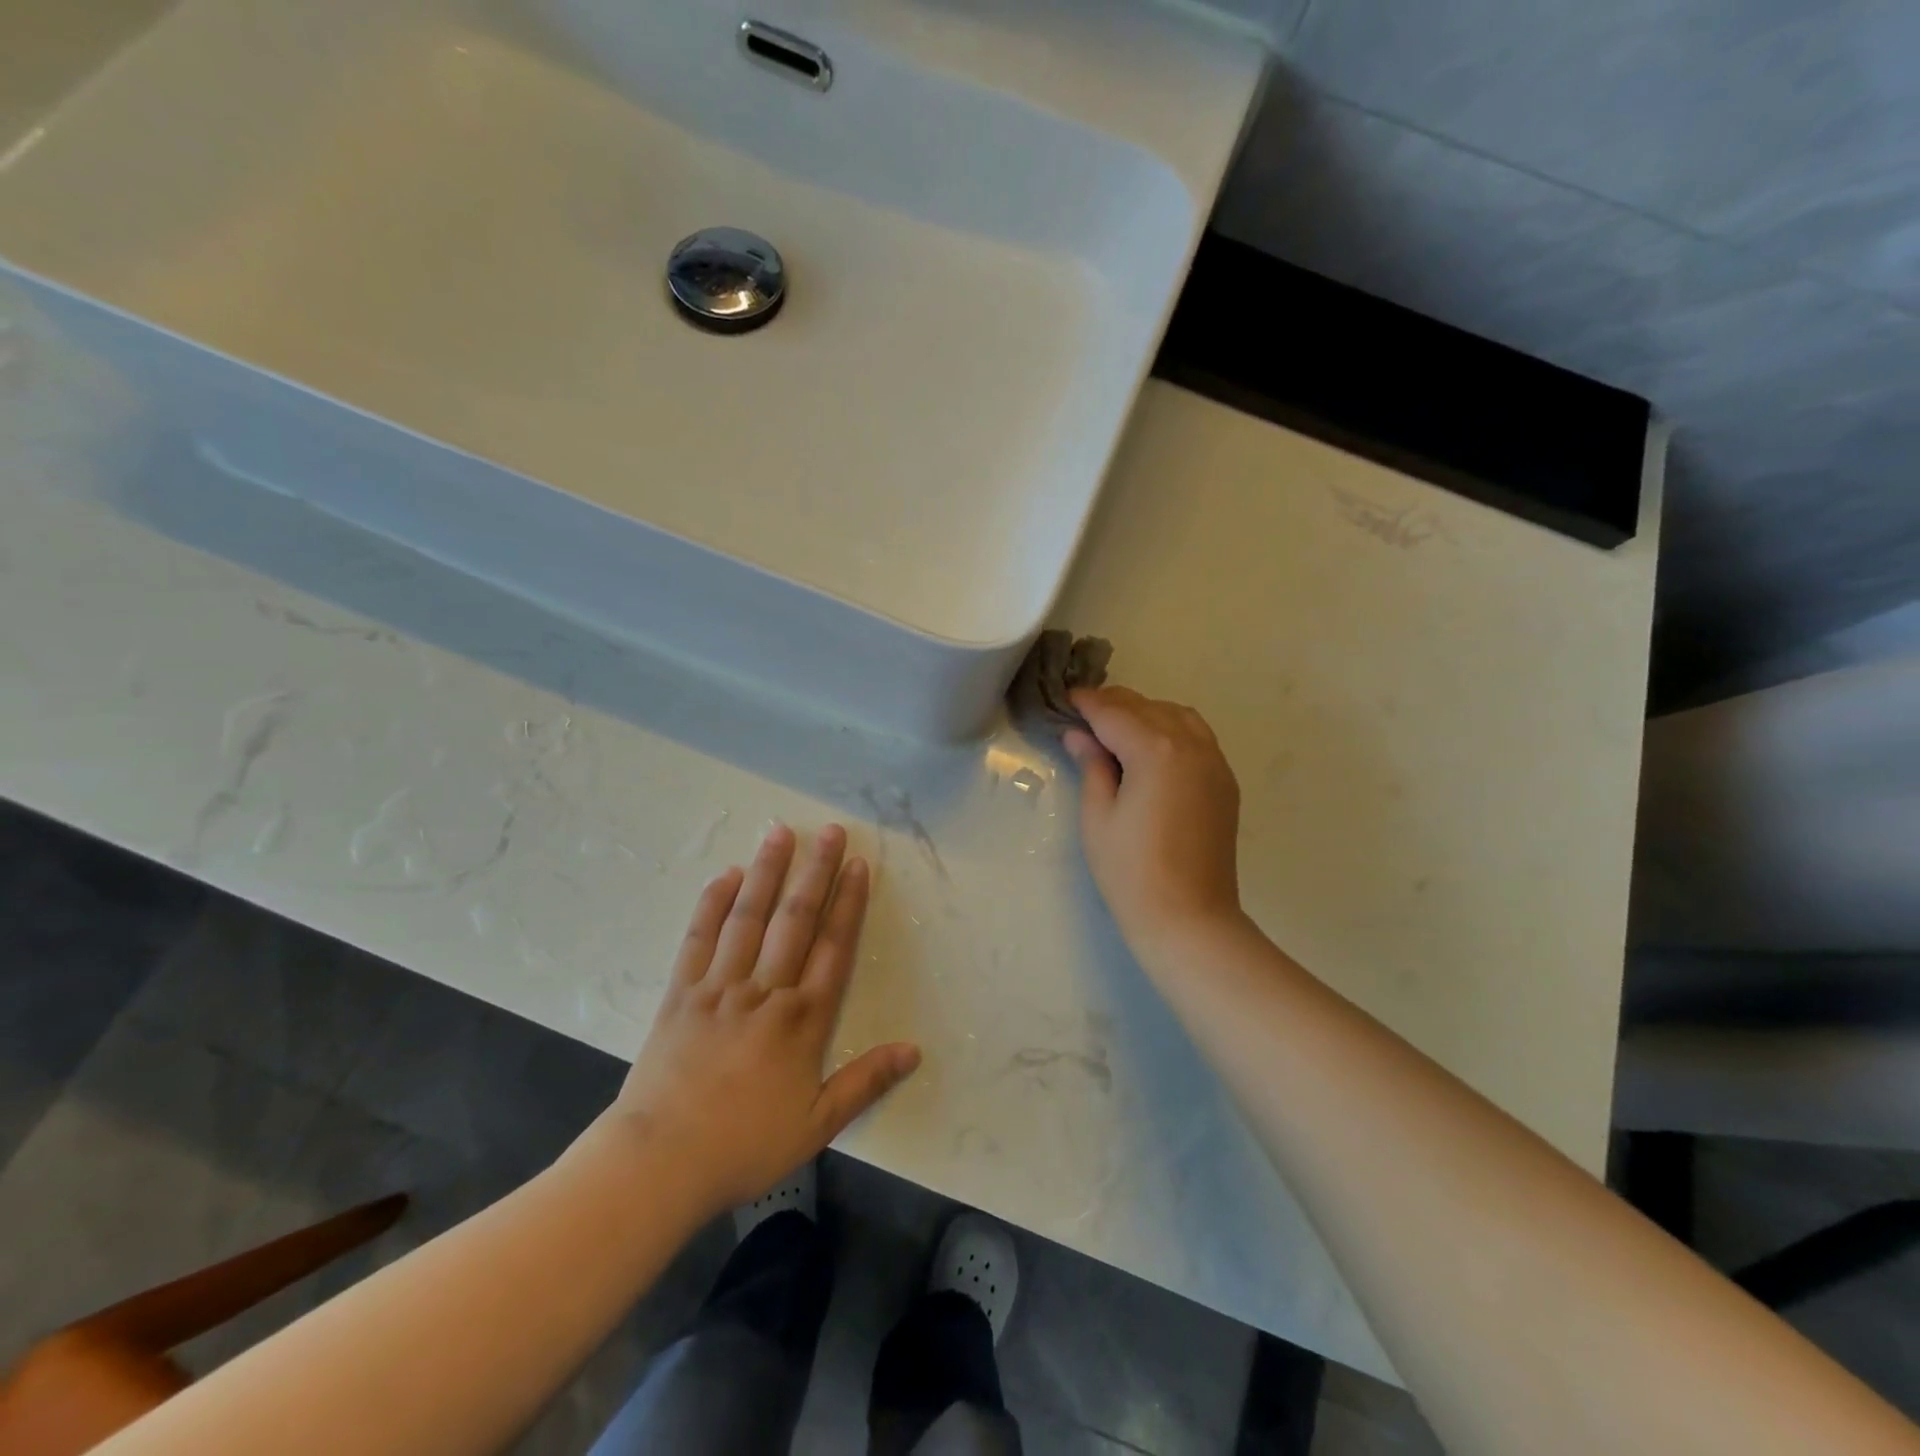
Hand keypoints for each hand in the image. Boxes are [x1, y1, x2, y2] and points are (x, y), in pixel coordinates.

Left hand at [604, 824, 919, 1213]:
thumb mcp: (817, 1124)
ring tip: (780, 832)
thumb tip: (914, 1051)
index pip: (834, 947)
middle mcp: (765, 991)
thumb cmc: (744, 1145)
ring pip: (748, 918)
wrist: (659, 1162)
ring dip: (767, 872)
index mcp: (802, 1020)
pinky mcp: (681, 993)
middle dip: (815, 871)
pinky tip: (726, 875)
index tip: (857, 864)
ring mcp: (719, 987)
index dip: (848, 903)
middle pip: (795, 919)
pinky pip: (699, 938)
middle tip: (828, 830)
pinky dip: (713, 904)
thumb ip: (866, 1082)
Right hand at [1063, 687, 1245, 965]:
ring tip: (1117, 729)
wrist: (1189, 918)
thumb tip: (1079, 735)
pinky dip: (1171, 730)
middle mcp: (1191, 745)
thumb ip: (1092, 766)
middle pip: (1147, 707)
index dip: (1086, 704)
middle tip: (1083, 715)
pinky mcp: (1225, 782)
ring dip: (1146, 713)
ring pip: (1177, 715)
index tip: (1065, 699)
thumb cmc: (1131, 872)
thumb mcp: (1098, 816)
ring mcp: (1214, 762)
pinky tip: (1151, 749)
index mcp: (1155, 750)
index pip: (1113, 713)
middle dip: (1114, 705)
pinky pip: (1197, 737)